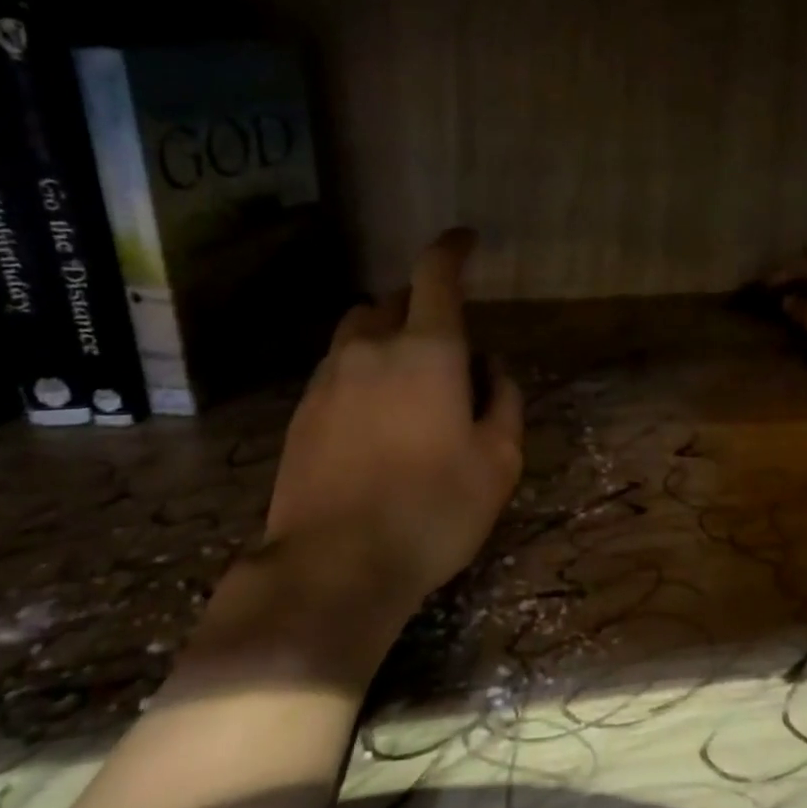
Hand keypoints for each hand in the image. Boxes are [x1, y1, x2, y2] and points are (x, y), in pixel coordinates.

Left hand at [185, 230, 523, 682]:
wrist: (334, 566)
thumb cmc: (434, 510)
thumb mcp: (499, 461)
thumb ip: (504, 400)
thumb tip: (492, 366)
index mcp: (427, 350)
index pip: (435, 274)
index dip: (452, 249)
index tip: (464, 241)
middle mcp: (371, 348)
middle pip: (393, 300)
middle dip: (422, 306)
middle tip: (447, 346)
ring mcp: (327, 378)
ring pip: (359, 332)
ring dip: (387, 337)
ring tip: (407, 383)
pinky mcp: (301, 411)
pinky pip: (337, 368)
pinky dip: (361, 371)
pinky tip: (374, 419)